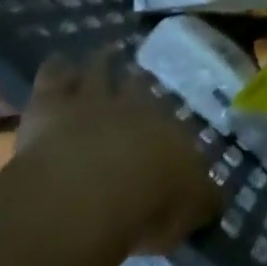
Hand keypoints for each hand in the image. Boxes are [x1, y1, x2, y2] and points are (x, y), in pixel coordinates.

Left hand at [16, 51, 219, 252]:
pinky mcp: (51, 106)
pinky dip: (57, 68)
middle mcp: (136, 108)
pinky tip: (59, 60)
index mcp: (170, 133)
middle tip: (138, 76)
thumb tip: (215, 199)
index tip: (169, 125)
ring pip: (99, 71)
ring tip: (106, 53)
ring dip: (102, 62)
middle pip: (137, 87)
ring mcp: (93, 102)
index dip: (169, 123)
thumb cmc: (149, 204)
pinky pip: (53, 78)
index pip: (173, 124)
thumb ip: (202, 201)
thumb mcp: (189, 211)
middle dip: (138, 82)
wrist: (90, 190)